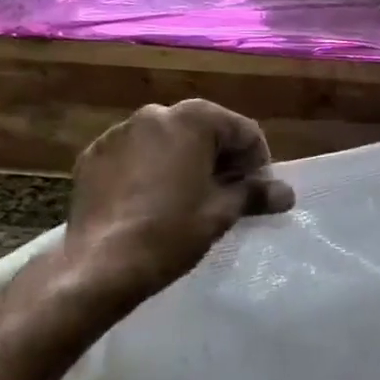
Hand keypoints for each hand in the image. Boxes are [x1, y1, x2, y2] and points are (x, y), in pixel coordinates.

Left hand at [60, 99, 294, 297]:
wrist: (100, 264)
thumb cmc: (171, 232)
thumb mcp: (221, 213)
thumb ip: (255, 194)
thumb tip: (287, 193)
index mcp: (191, 119)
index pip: (242, 130)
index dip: (257, 161)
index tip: (258, 192)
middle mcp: (153, 114)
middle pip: (203, 130)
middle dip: (220, 158)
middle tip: (227, 195)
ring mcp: (118, 133)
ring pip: (166, 141)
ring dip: (183, 162)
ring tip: (187, 199)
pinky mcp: (93, 155)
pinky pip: (134, 155)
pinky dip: (149, 170)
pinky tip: (150, 202)